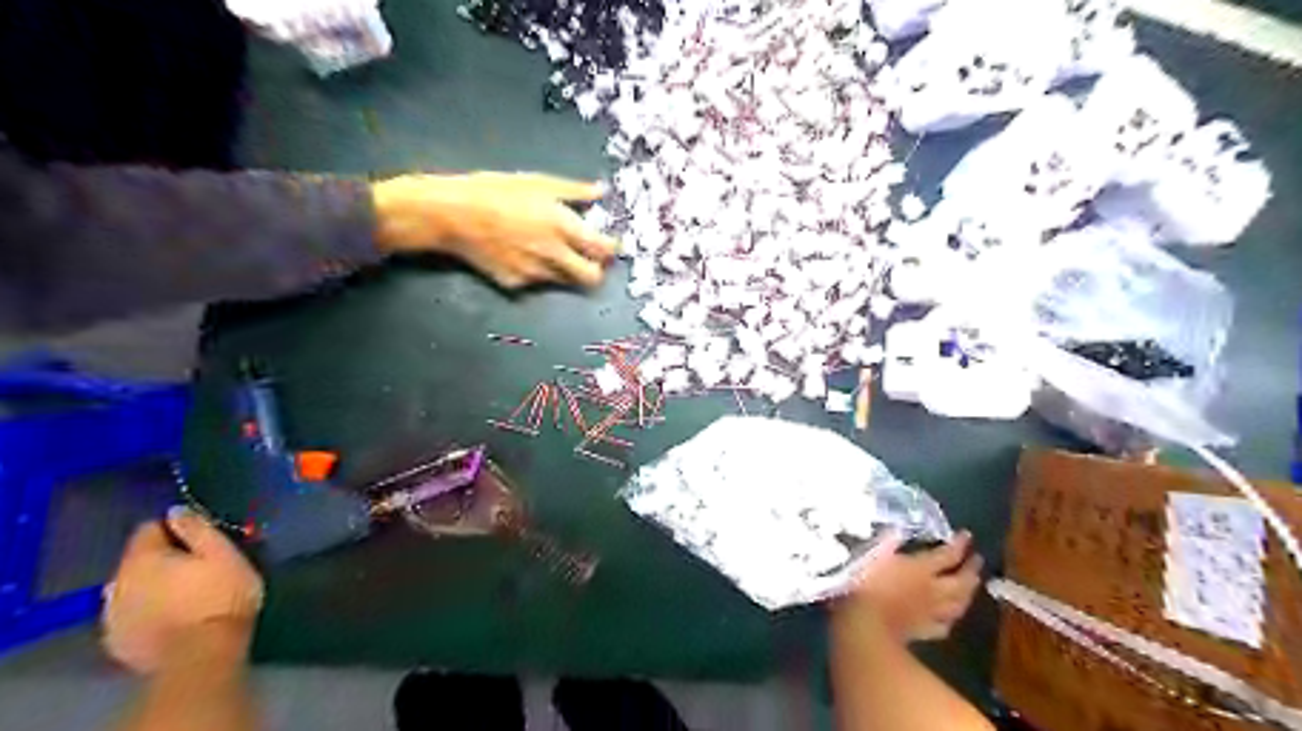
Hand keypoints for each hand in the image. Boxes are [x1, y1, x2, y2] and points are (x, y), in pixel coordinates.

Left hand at [104, 507, 265, 673]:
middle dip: (162, 559)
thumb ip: (198, 529)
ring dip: (152, 586)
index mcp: (143, 558)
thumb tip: (176, 510)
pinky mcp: (117, 642)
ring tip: (184, 594)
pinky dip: (147, 612)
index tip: (200, 537)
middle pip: (137, 560)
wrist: (201, 655)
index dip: (174, 528)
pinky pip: (130, 615)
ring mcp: (112, 615)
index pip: (149, 528)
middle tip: (197, 567)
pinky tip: (171, 618)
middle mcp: (116, 582)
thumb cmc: (220, 596)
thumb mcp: (223, 554)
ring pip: (131, 589)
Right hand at [377, 172, 619, 289]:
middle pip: (592, 278)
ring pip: (565, 282)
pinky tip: (523, 255)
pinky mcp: (515, 284)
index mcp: (563, 228)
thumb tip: (601, 191)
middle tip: (589, 257)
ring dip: (567, 271)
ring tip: (552, 251)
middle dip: (596, 270)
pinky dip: (538, 272)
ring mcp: (535, 275)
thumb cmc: (495, 191)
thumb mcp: (538, 182)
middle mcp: (554, 256)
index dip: (613, 248)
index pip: (604, 249)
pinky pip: (537, 283)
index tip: (610, 244)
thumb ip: (574, 191)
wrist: (451, 215)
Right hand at [840, 529, 981, 642]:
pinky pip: (944, 626)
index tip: (967, 535)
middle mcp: (933, 590)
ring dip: (968, 594)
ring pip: (958, 604)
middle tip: (977, 560)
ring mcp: (930, 613)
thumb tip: (896, 530)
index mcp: (921, 568)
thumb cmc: (865, 584)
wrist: (864, 624)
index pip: (947, 555)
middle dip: (971, 569)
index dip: (959, 544)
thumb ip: (887, 542)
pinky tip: (950, 618)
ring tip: (972, 586)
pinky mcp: (923, 631)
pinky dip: (950, 619)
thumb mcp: (872, 554)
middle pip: (961, 581)